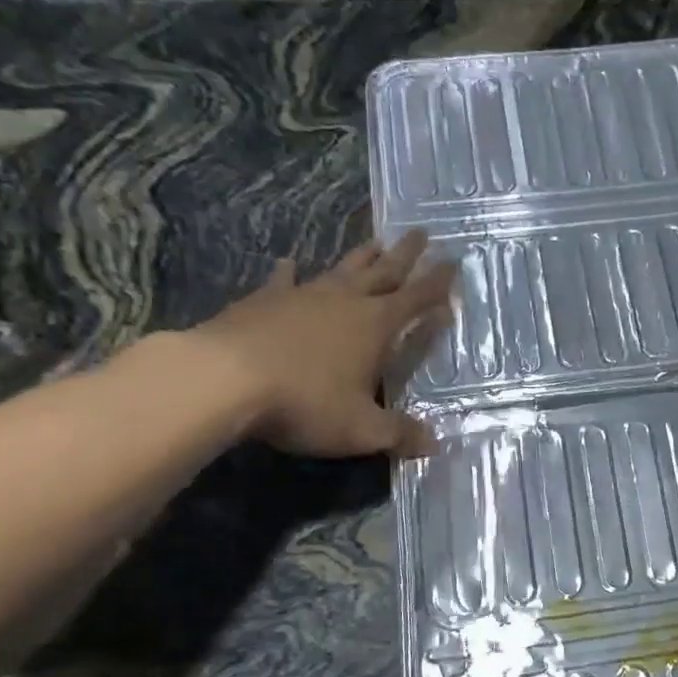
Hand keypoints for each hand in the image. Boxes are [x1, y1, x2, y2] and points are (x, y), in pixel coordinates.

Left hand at [191, 231, 455, 458]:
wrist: (223, 379)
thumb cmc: (305, 402)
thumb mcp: (361, 429)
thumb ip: (399, 434)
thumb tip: (434, 444)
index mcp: (376, 326)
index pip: (418, 299)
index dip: (438, 283)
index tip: (453, 262)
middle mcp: (345, 301)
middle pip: (384, 271)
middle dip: (406, 254)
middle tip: (420, 232)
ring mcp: (303, 296)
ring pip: (341, 269)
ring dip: (361, 257)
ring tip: (375, 242)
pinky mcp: (263, 300)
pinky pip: (283, 280)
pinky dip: (289, 271)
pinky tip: (289, 262)